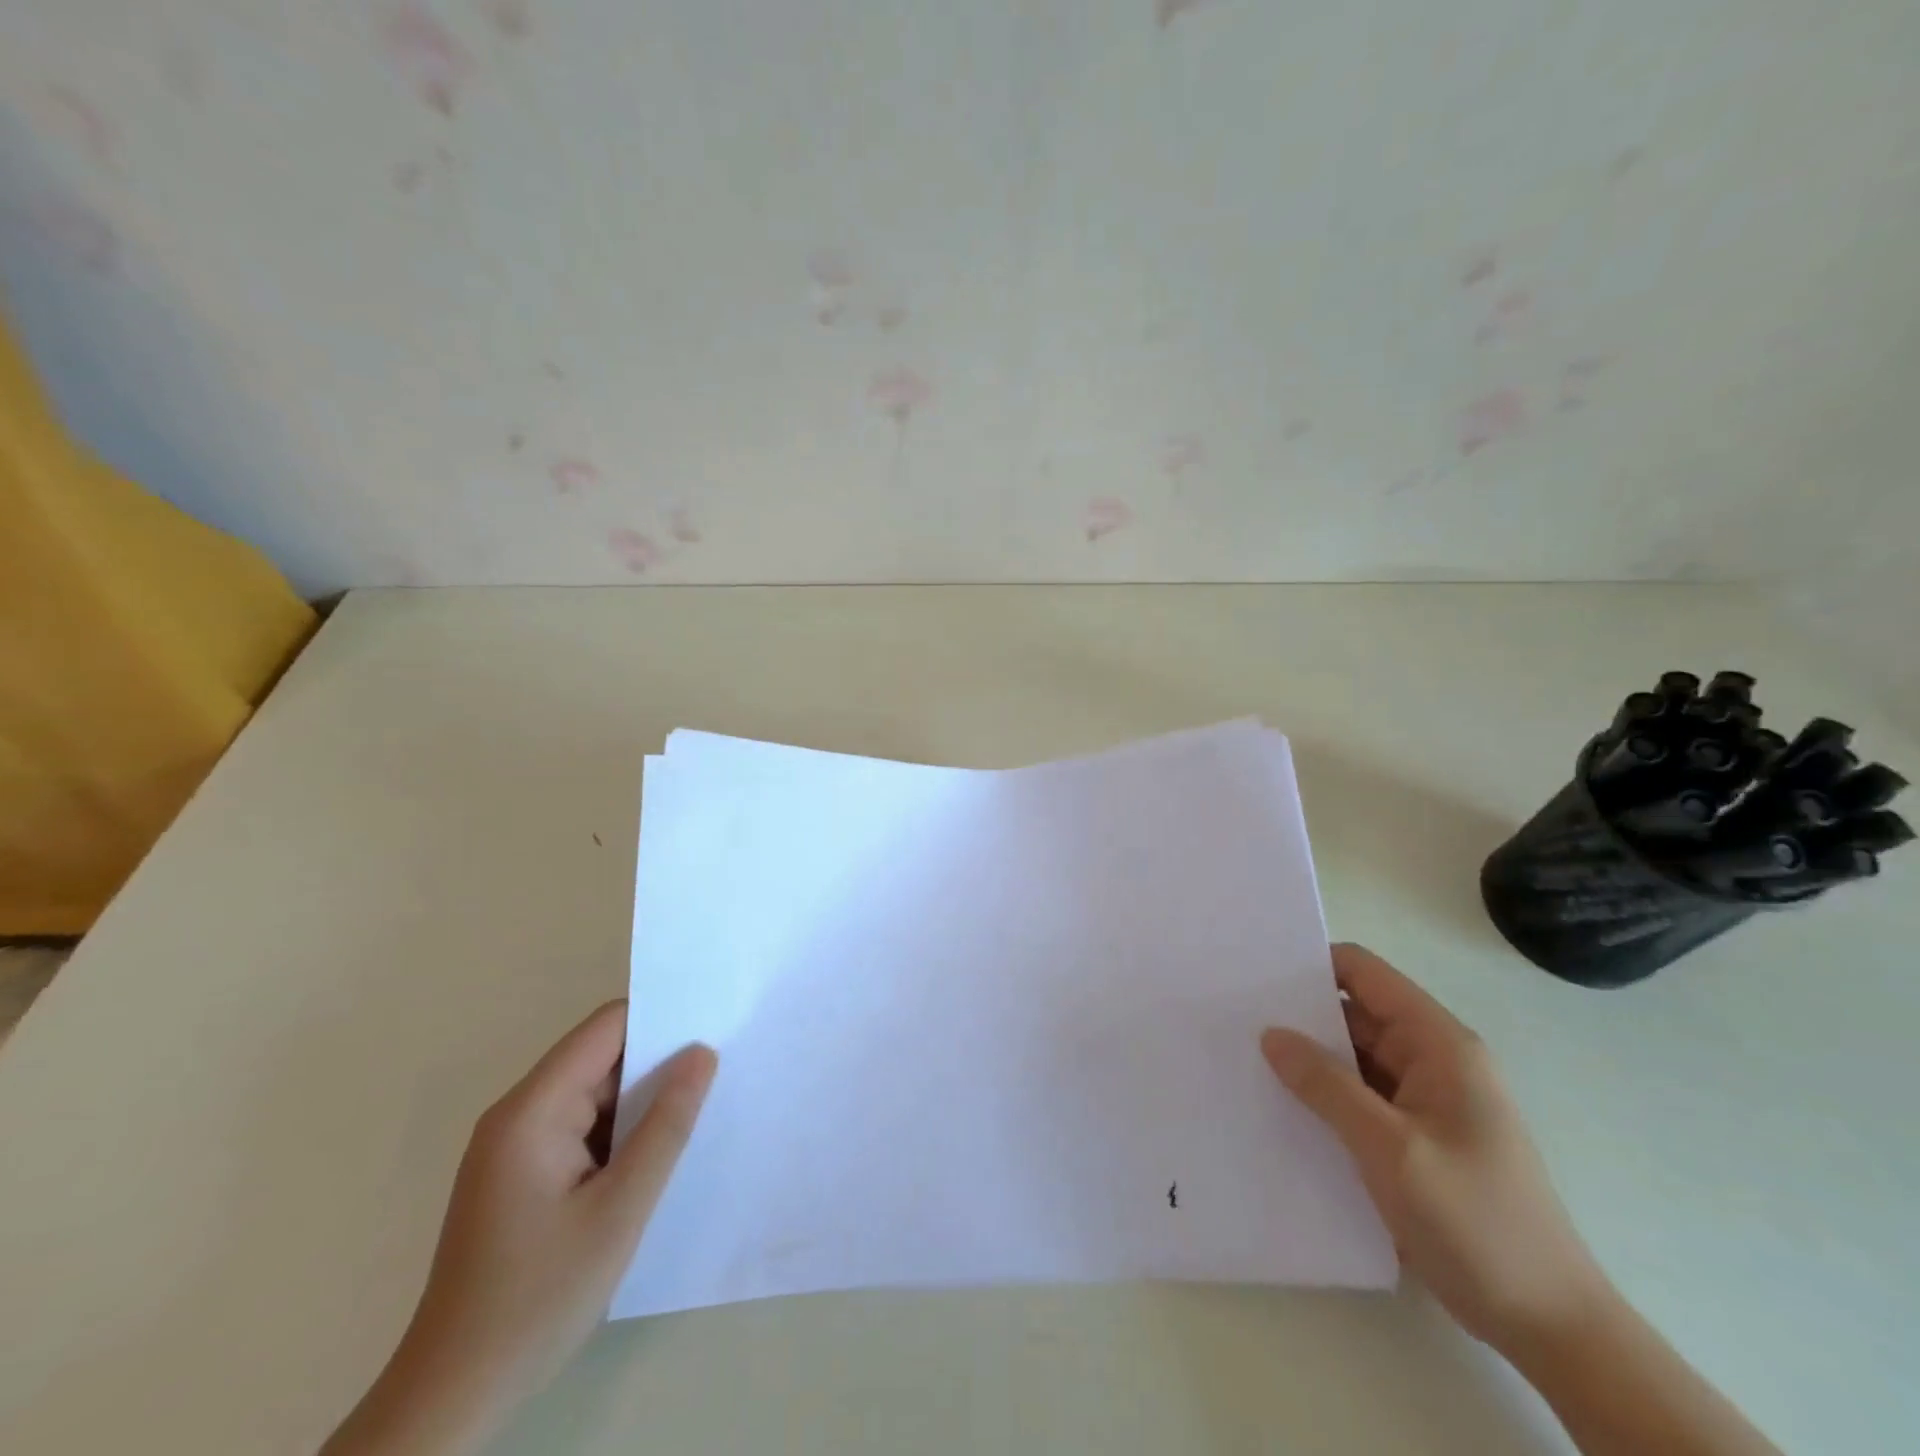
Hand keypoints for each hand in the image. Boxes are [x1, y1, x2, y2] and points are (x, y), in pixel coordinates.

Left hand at [323, 1004, 716, 1455]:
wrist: (452, 1398)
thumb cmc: (538, 1298)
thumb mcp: (620, 1209)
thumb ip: (665, 1126)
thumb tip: (702, 1053)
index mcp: (532, 1110)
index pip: (605, 1028)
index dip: (660, 1019)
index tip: (713, 1026)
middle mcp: (519, 1114)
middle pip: (601, 1057)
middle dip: (657, 1063)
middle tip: (718, 1074)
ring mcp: (516, 1146)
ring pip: (595, 1094)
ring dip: (641, 1102)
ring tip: (697, 1114)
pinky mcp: (521, 1174)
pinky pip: (581, 1127)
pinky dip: (620, 1132)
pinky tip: (653, 1156)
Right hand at [1261, 944, 1605, 1354]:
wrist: (1550, 1327)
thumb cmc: (1476, 1224)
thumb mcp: (1390, 1149)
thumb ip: (1326, 1085)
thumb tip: (1271, 1033)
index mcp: (1438, 1044)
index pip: (1364, 973)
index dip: (1312, 965)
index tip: (1255, 976)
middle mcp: (1433, 1060)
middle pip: (1354, 1013)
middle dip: (1300, 1015)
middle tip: (1234, 1019)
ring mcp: (1426, 1100)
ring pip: (1353, 1058)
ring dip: (1309, 1060)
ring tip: (1244, 1059)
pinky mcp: (1416, 1137)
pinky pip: (1360, 1097)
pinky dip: (1324, 1096)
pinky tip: (1281, 1107)